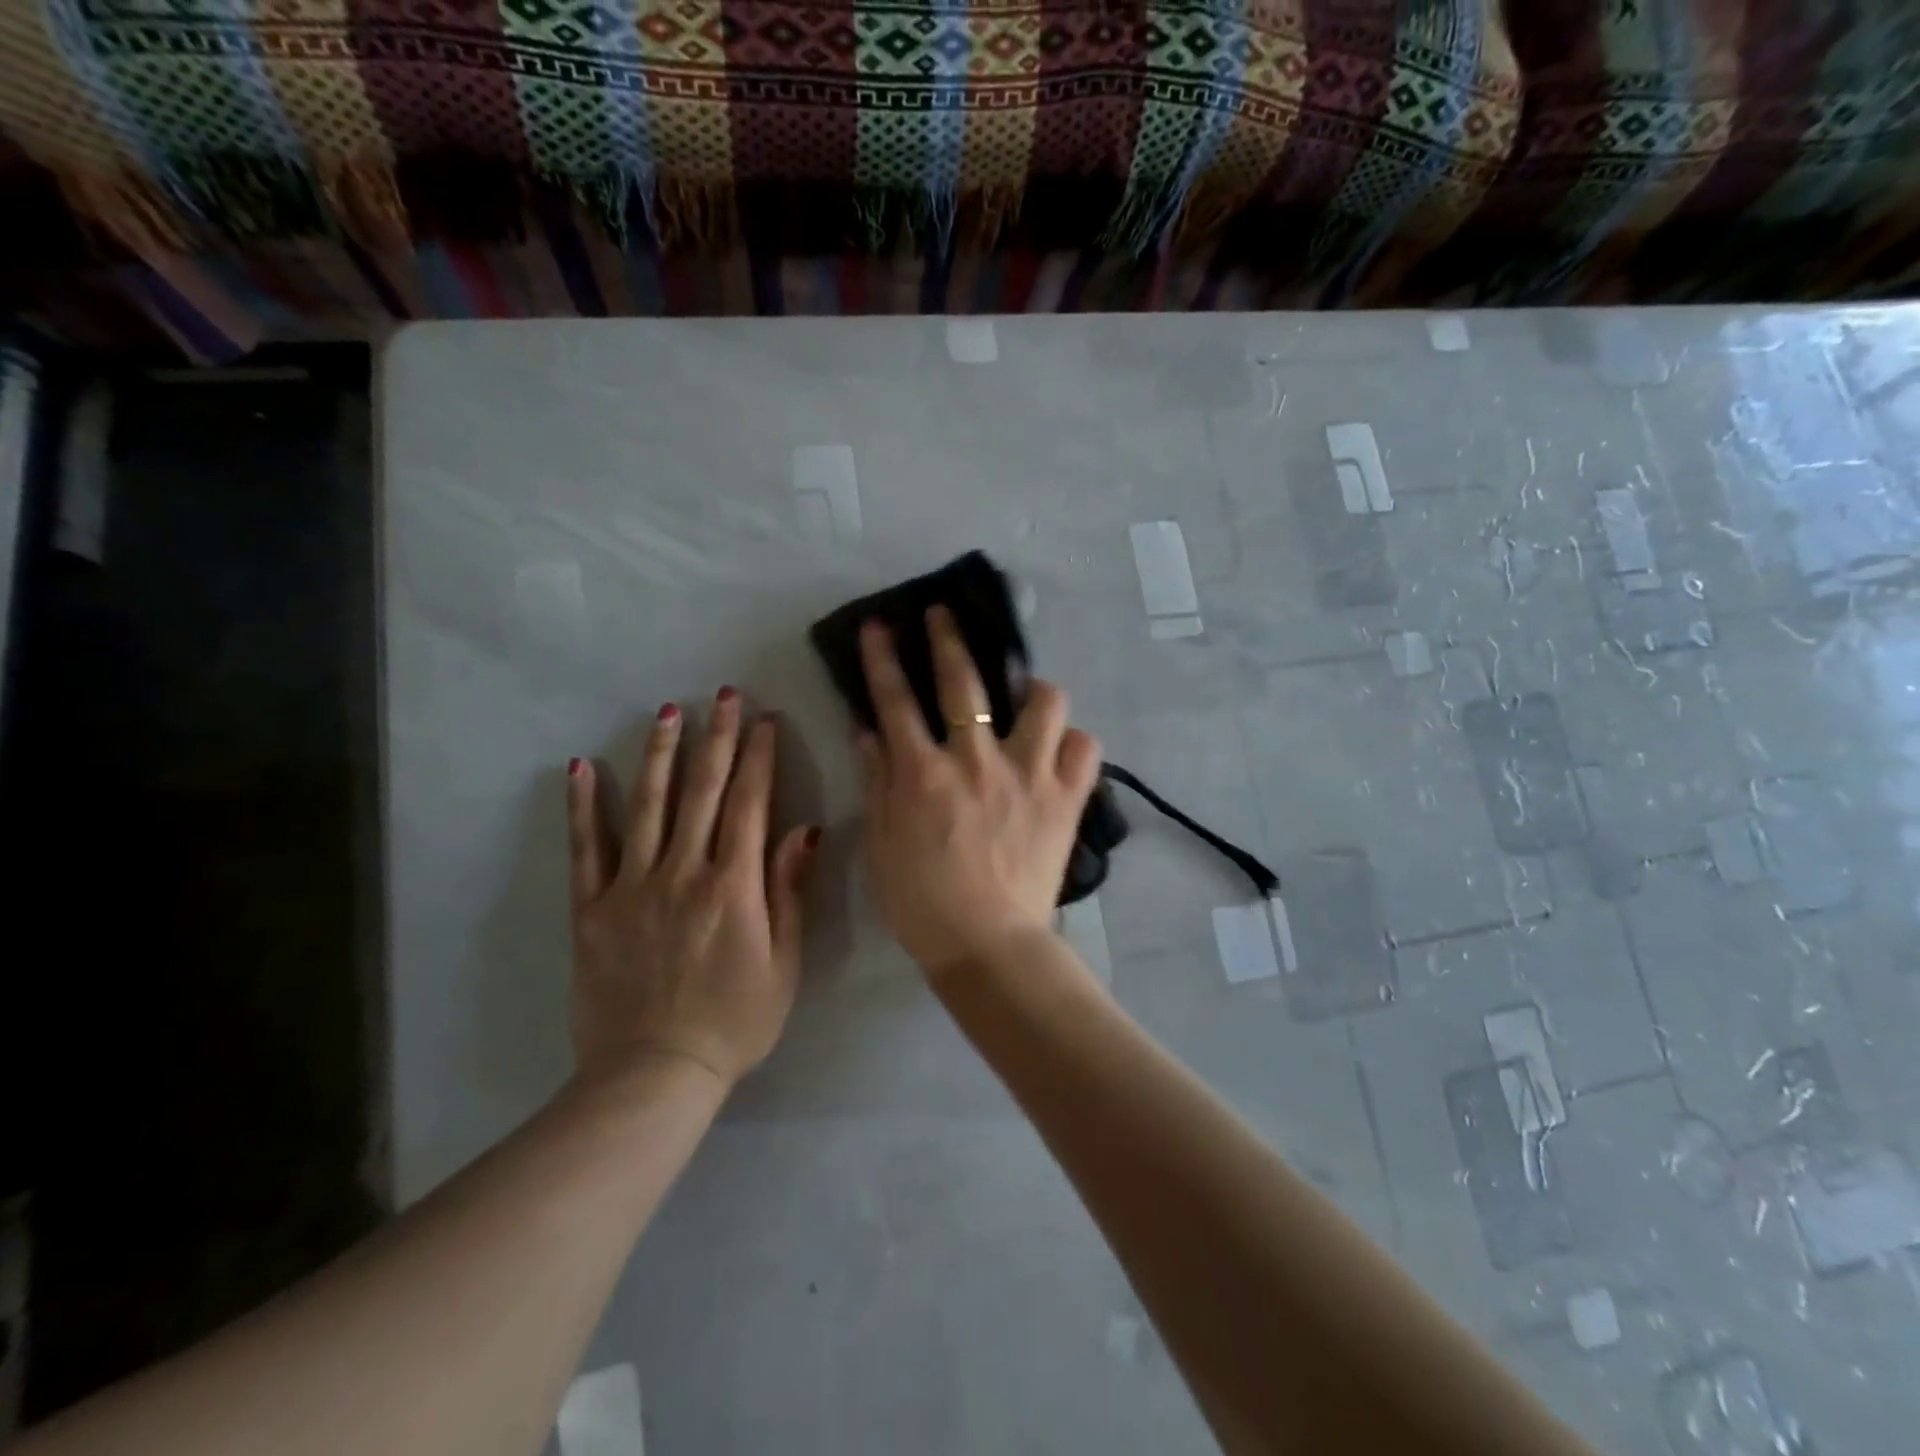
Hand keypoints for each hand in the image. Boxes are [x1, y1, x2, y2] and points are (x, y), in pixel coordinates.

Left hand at [565, 689, 818, 1091]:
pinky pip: (587, 848)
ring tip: (668, 711)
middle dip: (717, 737)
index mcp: (733, 886)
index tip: (765, 719)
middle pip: (704, 791)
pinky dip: (583, 806)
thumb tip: (805, 830)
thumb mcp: (784, 964)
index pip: (750, 803)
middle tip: (723, 695)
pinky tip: (580, 768)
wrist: (654, 1075)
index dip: (759, 756)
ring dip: (661, 754)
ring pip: (649, 805)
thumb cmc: (735, 1022)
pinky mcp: (592, 908)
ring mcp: (632, 886)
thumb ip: (788, 892)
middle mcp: (683, 872)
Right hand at [856, 608, 1102, 979]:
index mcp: (924, 773)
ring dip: (1032, 688)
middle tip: (944, 614)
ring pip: (1044, 702)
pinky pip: (1085, 749)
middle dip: (949, 637)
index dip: (883, 657)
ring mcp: (1028, 775)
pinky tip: (1060, 750)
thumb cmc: (922, 902)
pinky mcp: (1066, 799)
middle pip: (965, 681)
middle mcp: (977, 761)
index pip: (896, 700)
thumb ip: (877, 780)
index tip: (880, 624)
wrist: (987, 946)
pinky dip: (1073, 743)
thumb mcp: (882, 843)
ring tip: (1026, 695)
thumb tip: (867, 730)